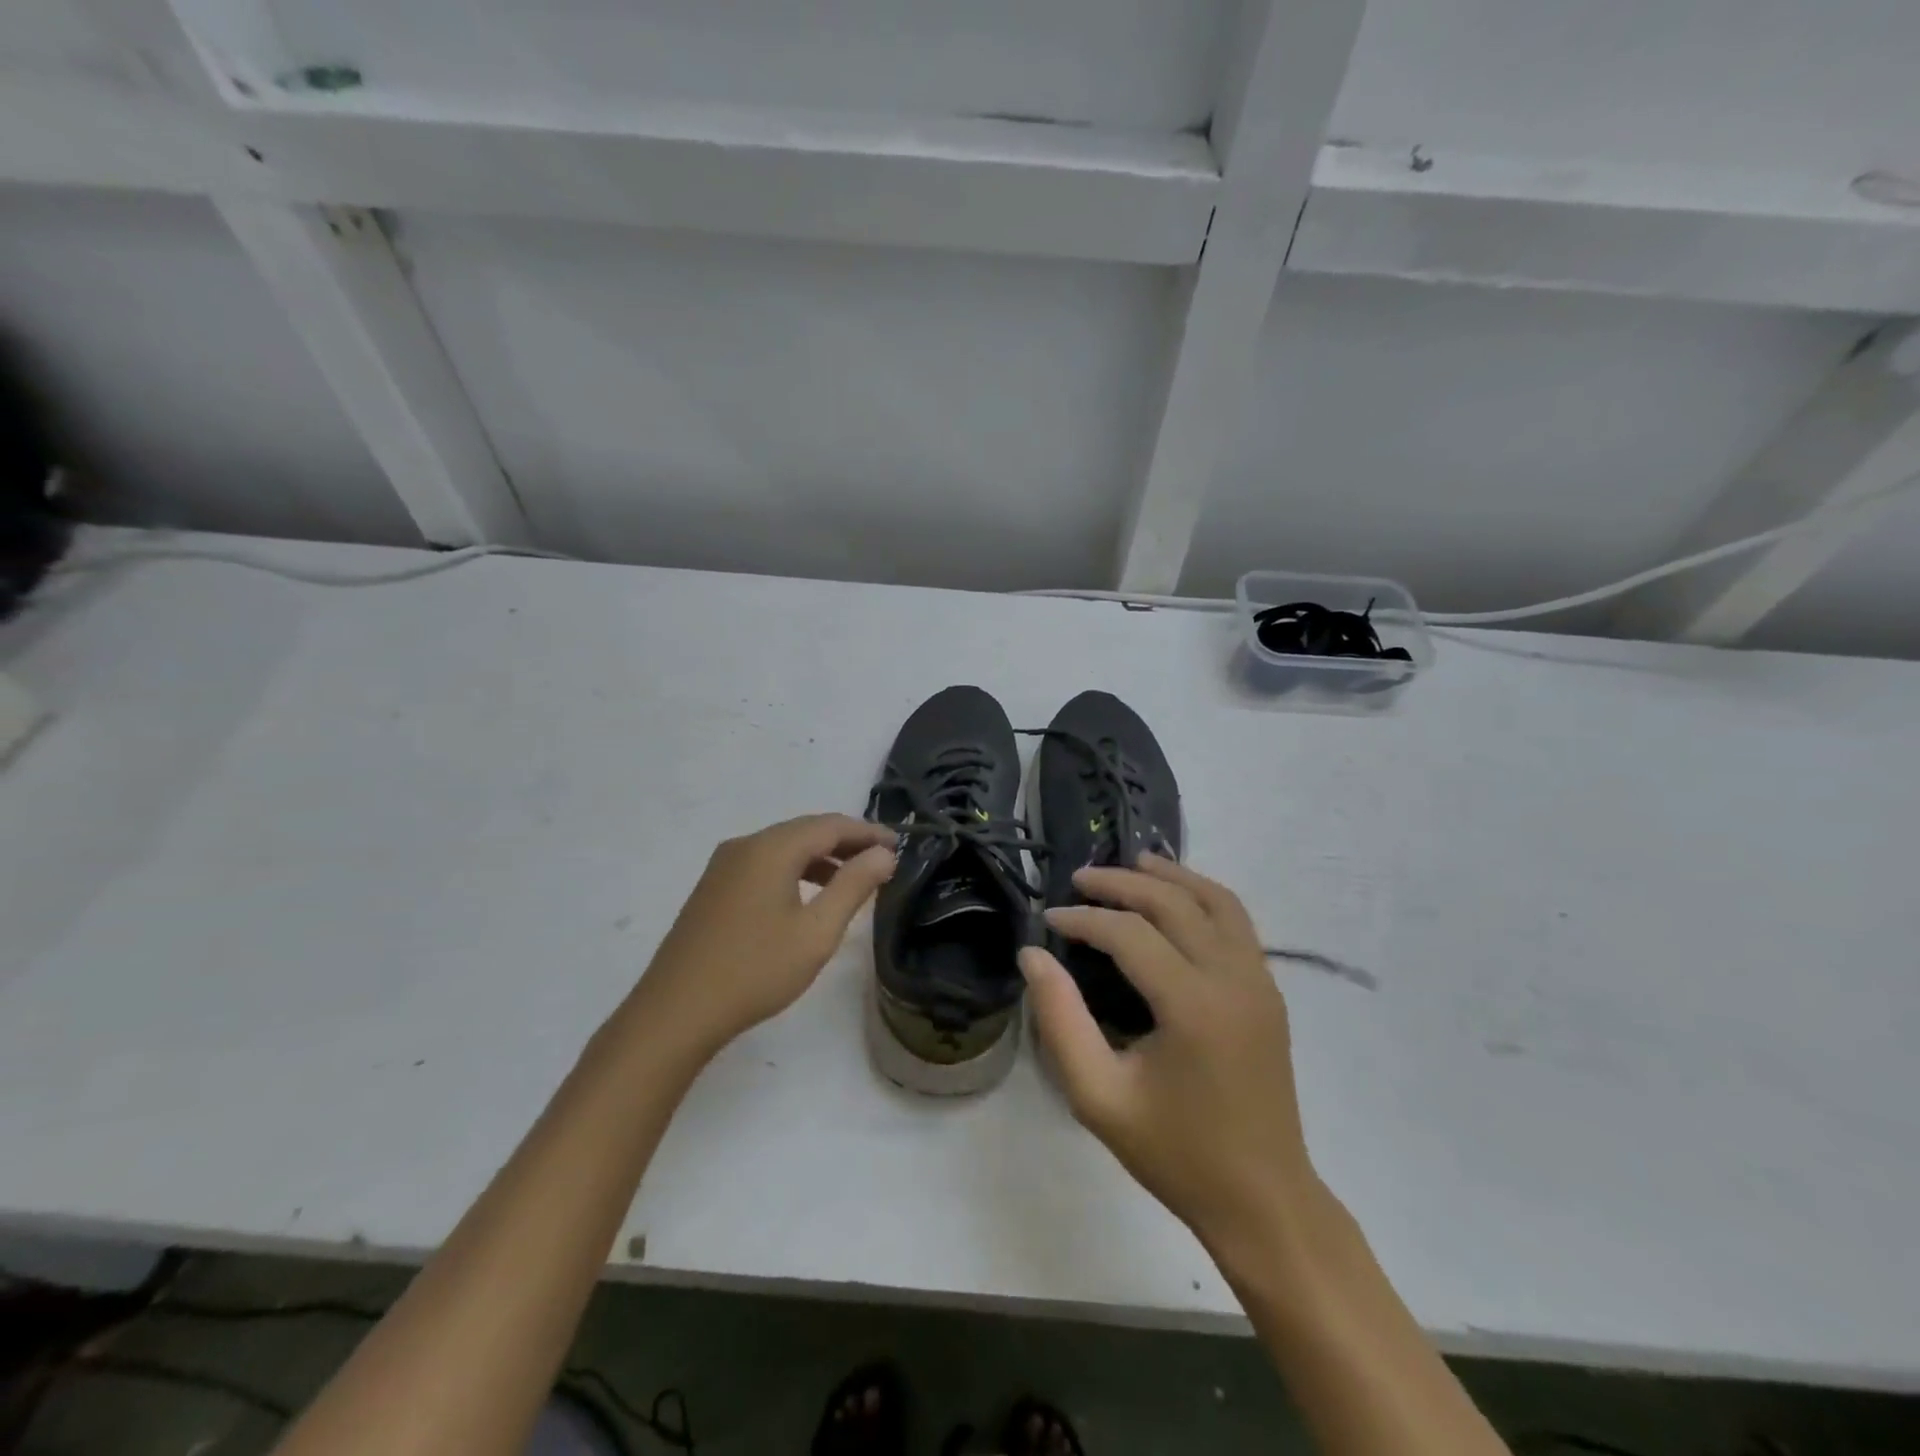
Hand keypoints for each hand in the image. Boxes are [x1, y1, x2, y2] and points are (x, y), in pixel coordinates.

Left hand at [633, 814, 895, 1056]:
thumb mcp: (816, 932)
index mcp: (771, 849)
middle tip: (881, 859)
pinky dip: (794, 870)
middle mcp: (745, 846)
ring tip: (852, 878)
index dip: (867, 832)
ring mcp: (723, 866)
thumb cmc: (755, 970)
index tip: (899, 844)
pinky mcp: (713, 889)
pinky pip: (763, 864)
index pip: (830, 825)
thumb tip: (883, 854)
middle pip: (805, 831)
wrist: (675, 1012)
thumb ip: (853, 886)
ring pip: (783, 848)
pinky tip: (807, 896)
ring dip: (820, 857)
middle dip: (845, 841)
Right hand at [1020, 854, 1317, 1256]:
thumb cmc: (1175, 1153)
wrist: (1263, 1200)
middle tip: (1080, 878)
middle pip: (1174, 904)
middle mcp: (1233, 979)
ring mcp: (1260, 982)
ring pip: (1217, 901)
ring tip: (1132, 862)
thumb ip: (1060, 1021)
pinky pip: (1238, 922)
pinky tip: (1177, 898)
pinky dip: (1204, 896)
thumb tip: (1033, 955)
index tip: (1049, 920)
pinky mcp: (1269, 991)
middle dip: (1122, 883)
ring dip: (1171, 877)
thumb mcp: (1098, 1097)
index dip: (1084, 920)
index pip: (1130, 935)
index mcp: (1193, 1007)